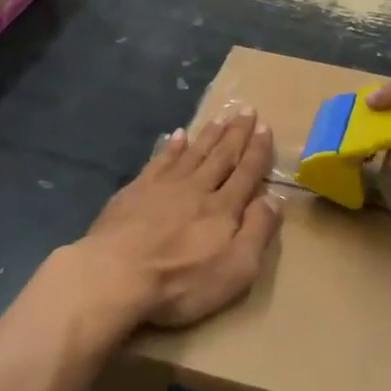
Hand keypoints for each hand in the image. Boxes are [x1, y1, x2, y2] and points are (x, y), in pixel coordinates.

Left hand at [79, 110, 282, 329]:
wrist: (116, 274)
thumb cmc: (181, 281)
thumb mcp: (236, 268)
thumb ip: (257, 231)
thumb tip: (274, 198)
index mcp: (224, 208)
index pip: (247, 172)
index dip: (258, 150)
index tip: (265, 126)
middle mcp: (197, 188)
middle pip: (221, 155)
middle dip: (236, 133)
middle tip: (246, 109)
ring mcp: (164, 185)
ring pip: (193, 152)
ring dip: (209, 134)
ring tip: (221, 117)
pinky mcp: (136, 190)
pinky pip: (160, 160)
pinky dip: (172, 146)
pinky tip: (177, 135)